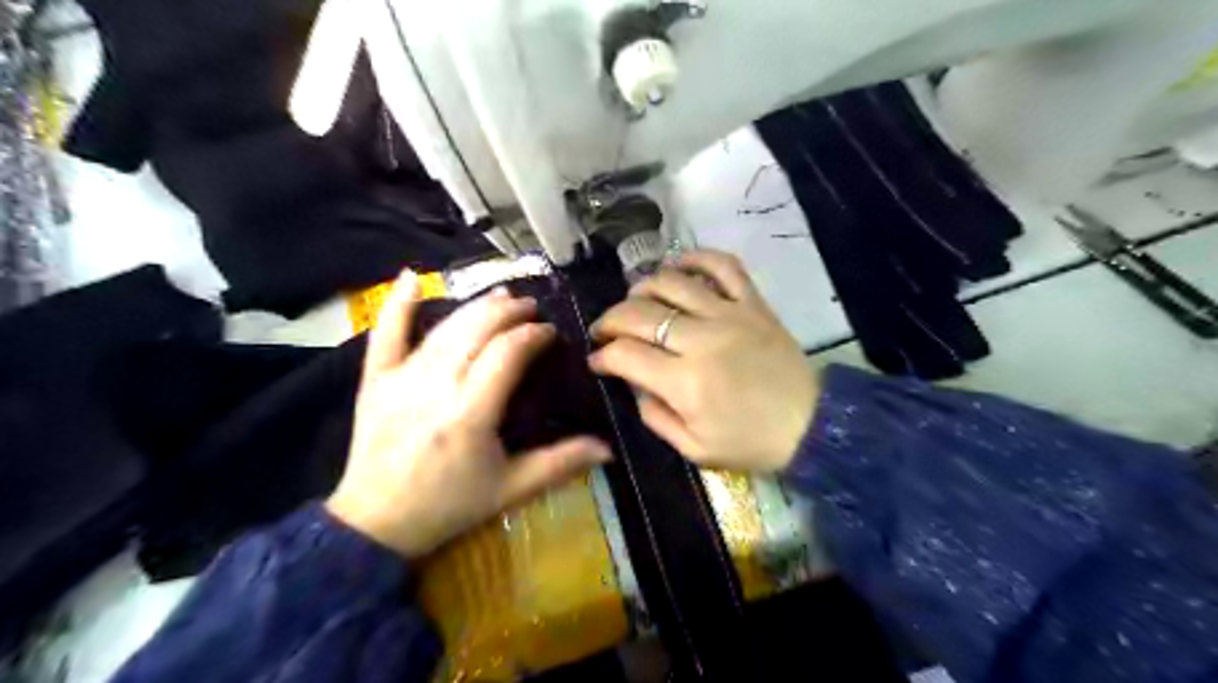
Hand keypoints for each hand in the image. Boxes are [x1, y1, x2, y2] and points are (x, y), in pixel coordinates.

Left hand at [326, 271, 608, 559]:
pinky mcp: (375, 381)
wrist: (375, 523)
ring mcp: (401, 379)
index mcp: (470, 413)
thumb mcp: (511, 489)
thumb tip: (609, 449)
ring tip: (501, 296)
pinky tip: (411, 276)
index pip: (508, 353)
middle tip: (531, 308)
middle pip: (477, 331)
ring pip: (444, 328)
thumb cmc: (449, 505)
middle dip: (509, 312)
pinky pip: (385, 335)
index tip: (550, 333)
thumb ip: (560, 464)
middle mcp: (436, 387)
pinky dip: (398, 304)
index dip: (533, 335)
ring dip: (475, 306)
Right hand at [589, 250, 815, 473]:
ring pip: (672, 282)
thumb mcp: (694, 449)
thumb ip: (654, 416)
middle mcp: (702, 339)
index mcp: (685, 382)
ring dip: (642, 287)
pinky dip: (696, 258)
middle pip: (639, 313)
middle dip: (610, 320)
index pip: (625, 354)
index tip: (597, 360)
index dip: (602, 356)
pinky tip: (678, 268)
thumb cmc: (751, 442)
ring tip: (635, 302)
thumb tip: (632, 383)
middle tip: (605, 331)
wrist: (813, 425)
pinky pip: (723, 265)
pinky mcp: (753, 303)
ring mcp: (729, 314)